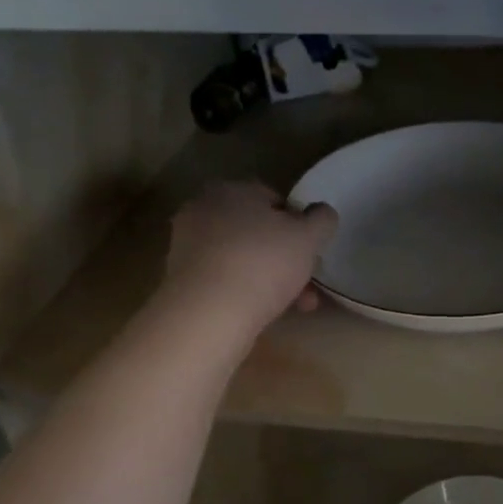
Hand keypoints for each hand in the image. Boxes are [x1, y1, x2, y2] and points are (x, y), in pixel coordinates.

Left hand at [164, 181, 337, 337]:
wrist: (207, 314)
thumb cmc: (262, 263)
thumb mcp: (308, 237)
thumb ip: (321, 220)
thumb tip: (322, 213)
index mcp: (231, 189)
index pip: (273, 198)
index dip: (299, 224)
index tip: (312, 250)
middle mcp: (203, 210)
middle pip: (257, 232)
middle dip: (287, 258)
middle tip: (308, 284)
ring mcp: (187, 246)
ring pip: (242, 258)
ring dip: (271, 279)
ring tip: (297, 307)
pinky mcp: (180, 279)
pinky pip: (224, 279)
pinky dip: (245, 291)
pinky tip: (264, 312)